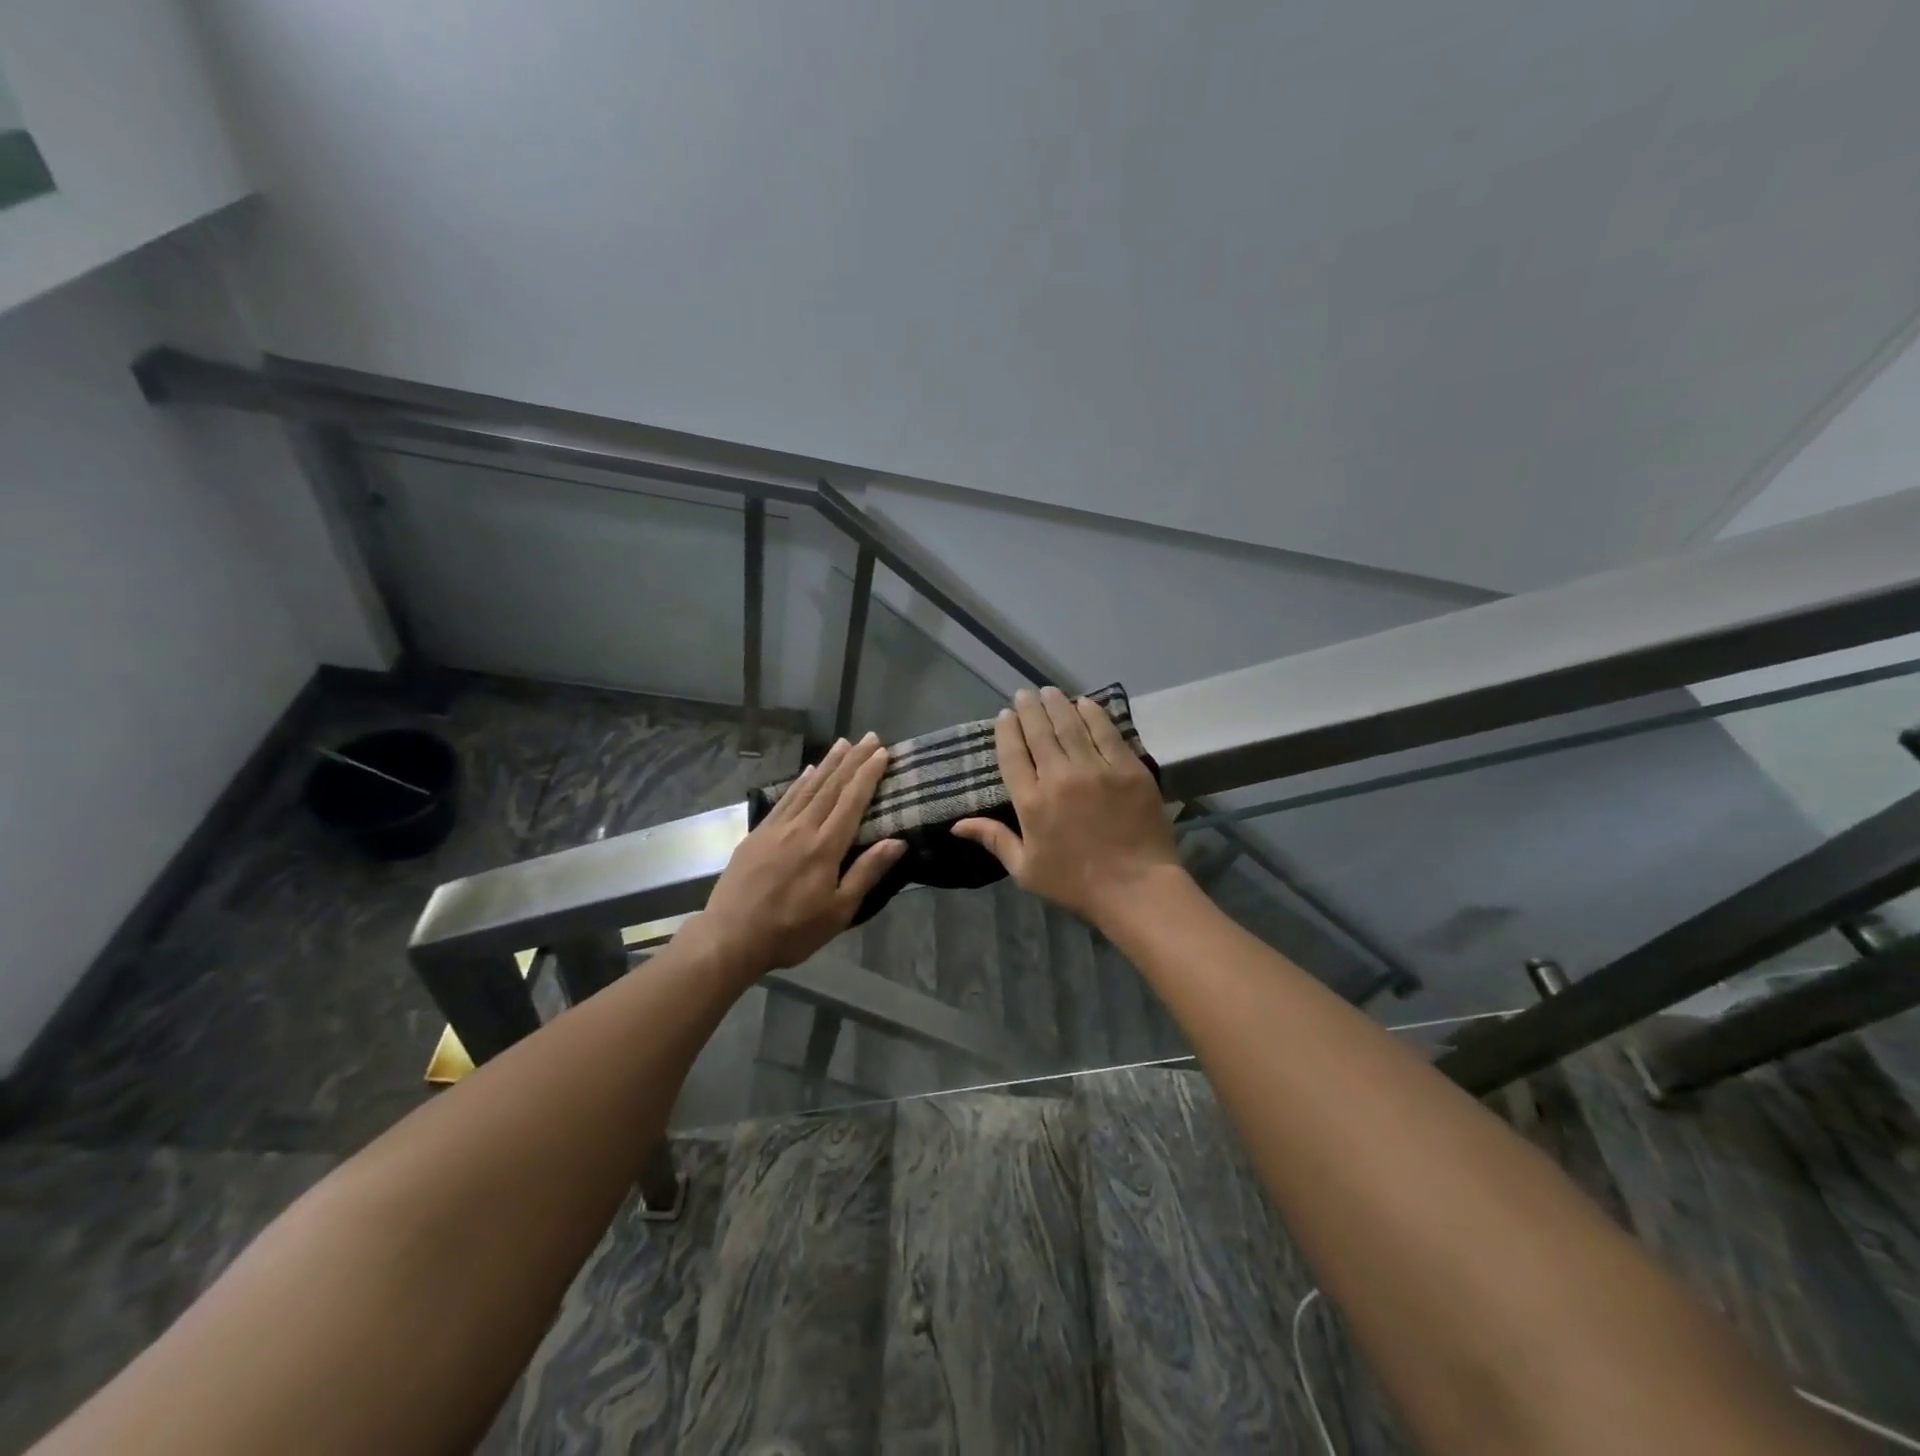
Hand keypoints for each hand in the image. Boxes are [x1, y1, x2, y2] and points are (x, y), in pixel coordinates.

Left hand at [697, 734, 905, 977]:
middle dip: (852, 760)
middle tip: (870, 737)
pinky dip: (799, 782)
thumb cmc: (791, 931)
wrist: (730, 938)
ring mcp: (777, 828)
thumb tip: (897, 841)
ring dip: (827, 763)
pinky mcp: (758, 834)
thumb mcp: (838, 911)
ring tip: (843, 743)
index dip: (868, 775)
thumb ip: (867, 873)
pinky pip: (784, 799)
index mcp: (825, 847)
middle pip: (831, 787)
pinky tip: (807, 771)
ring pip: (807, 787)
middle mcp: (802, 828)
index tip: (882, 753)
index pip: (852, 802)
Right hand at [953, 687, 1182, 926]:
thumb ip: (994, 839)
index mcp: (1031, 803)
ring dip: (1057, 705)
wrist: (1137, 889)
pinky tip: (1084, 703)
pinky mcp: (1128, 768)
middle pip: (1039, 733)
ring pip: (1071, 725)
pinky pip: (1106, 732)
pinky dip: (1093, 714)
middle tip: (1025, 695)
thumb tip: (956, 824)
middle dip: (1029, 709)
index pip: (1012, 755)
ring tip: (1049, 692)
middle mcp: (1059, 778)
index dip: (1007, 731)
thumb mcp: (1025, 869)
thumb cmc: (1075, 884)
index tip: (1005, 715)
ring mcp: (1096, 770)